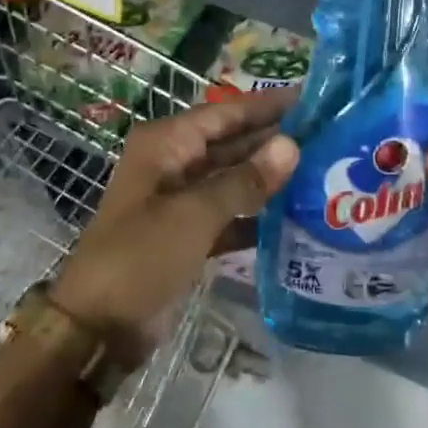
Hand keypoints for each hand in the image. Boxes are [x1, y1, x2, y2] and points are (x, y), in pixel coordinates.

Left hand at [52, 90, 298, 363]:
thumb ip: (244, 180)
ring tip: (323, 171)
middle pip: (231, 143)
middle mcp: (174, 164)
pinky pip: (230, 214)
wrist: (97, 330)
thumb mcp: (194, 215)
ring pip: (233, 179)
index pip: (225, 113)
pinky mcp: (188, 235)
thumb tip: (291, 145)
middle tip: (329, 136)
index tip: (312, 98)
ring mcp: (181, 201)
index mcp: (166, 145)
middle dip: (274, 141)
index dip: (267, 106)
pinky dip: (256, 215)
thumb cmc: (140, 258)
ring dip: (270, 178)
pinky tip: (297, 216)